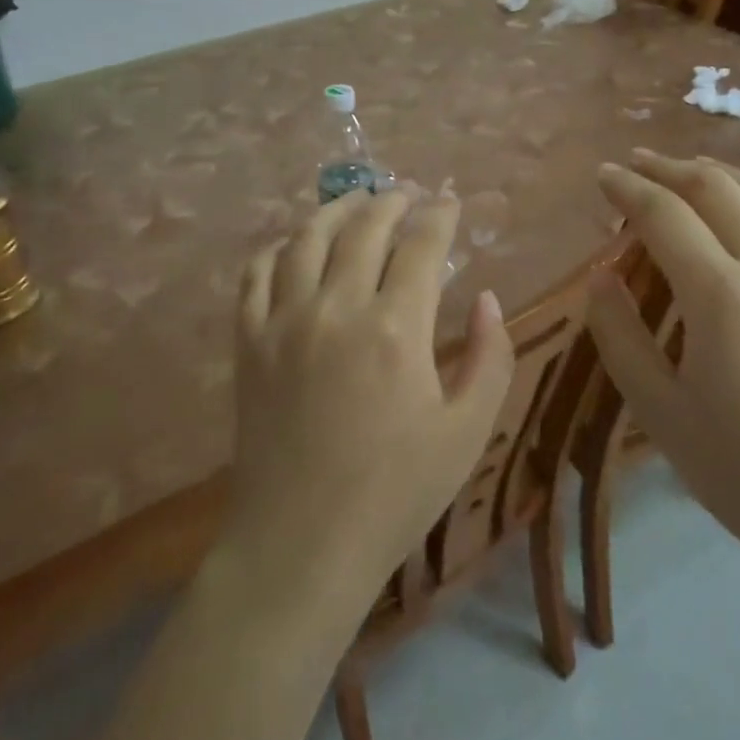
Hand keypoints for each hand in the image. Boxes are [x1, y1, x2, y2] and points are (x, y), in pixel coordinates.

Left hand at [224, 190, 514, 613]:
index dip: (440, 215)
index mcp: (397, 328)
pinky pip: (256, 274)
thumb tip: (487, 298)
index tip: (450, 203)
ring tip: (355, 201)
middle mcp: (338, 308)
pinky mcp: (249, 342)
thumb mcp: (467, 432)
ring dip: (335, 210)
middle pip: (365, 227)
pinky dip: (277, 247)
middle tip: (407, 195)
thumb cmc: (395, 492)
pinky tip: (293, 244)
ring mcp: (284, 321)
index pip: (422, 244)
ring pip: (307, 238)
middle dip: (391, 201)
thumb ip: (490, 357)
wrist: (301, 544)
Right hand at [588, 151, 739, 590]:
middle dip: (671, 168)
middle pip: (718, 190)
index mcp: (721, 296)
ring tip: (696, 172)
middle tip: (639, 164)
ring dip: (727, 175)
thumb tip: (600, 274)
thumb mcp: (659, 412)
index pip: (664, 214)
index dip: (628, 187)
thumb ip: (620, 334)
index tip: (603, 174)